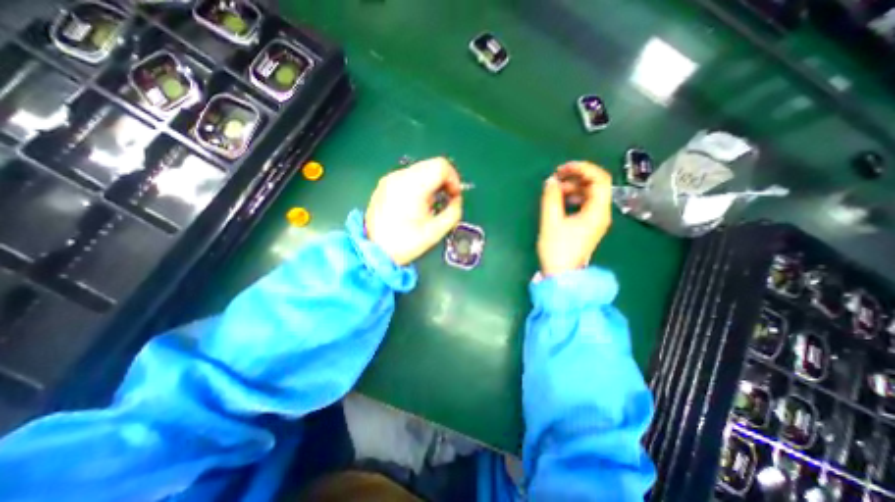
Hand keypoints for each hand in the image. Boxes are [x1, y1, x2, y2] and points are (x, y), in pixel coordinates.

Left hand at [364, 157, 464, 265]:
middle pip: (432, 164)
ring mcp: (390, 179)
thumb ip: (453, 212)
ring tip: (431, 203)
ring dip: (432, 182)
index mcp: (412, 187)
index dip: (454, 179)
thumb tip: (456, 200)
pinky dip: (420, 184)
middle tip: (446, 199)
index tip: (454, 195)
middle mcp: (399, 177)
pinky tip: (417, 203)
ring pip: (421, 168)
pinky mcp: (385, 184)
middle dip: (444, 180)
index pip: (441, 166)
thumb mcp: (435, 232)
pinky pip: (409, 176)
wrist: (373, 250)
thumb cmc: (404, 243)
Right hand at [534, 160, 612, 275]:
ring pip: (590, 194)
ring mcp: (596, 220)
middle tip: (555, 178)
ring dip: (573, 187)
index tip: (562, 169)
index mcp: (597, 211)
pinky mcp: (588, 225)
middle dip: (576, 177)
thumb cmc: (557, 250)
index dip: (582, 168)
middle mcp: (601, 213)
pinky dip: (573, 197)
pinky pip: (585, 204)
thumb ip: (550, 198)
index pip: (599, 179)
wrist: (562, 275)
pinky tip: (560, 201)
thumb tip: (551, 181)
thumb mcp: (551, 222)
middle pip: (595, 185)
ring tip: (555, 190)